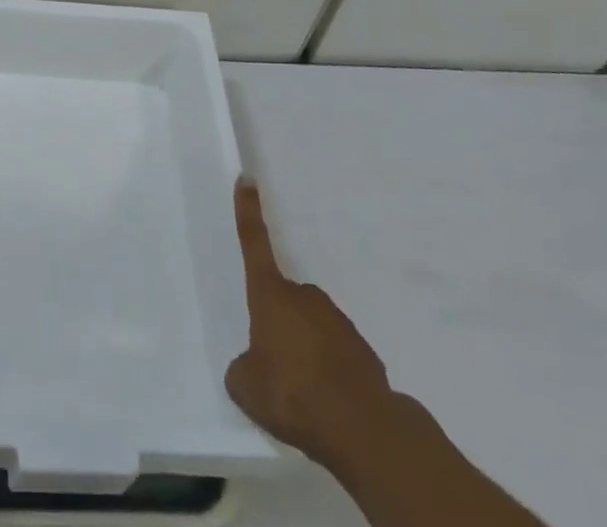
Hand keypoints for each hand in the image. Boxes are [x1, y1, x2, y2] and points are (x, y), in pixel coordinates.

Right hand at [225, 177, 397, 468]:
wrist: (362, 427)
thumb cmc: (292, 394)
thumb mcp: (246, 386)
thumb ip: (242, 368)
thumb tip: (253, 366)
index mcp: (270, 295)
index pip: (254, 243)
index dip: (249, 211)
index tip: (248, 179)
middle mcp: (304, 297)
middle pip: (284, 300)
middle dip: (280, 324)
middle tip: (276, 366)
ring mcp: (337, 321)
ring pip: (312, 328)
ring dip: (306, 351)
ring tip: (304, 393)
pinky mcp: (363, 351)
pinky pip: (337, 355)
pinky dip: (330, 373)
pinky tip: (329, 404)